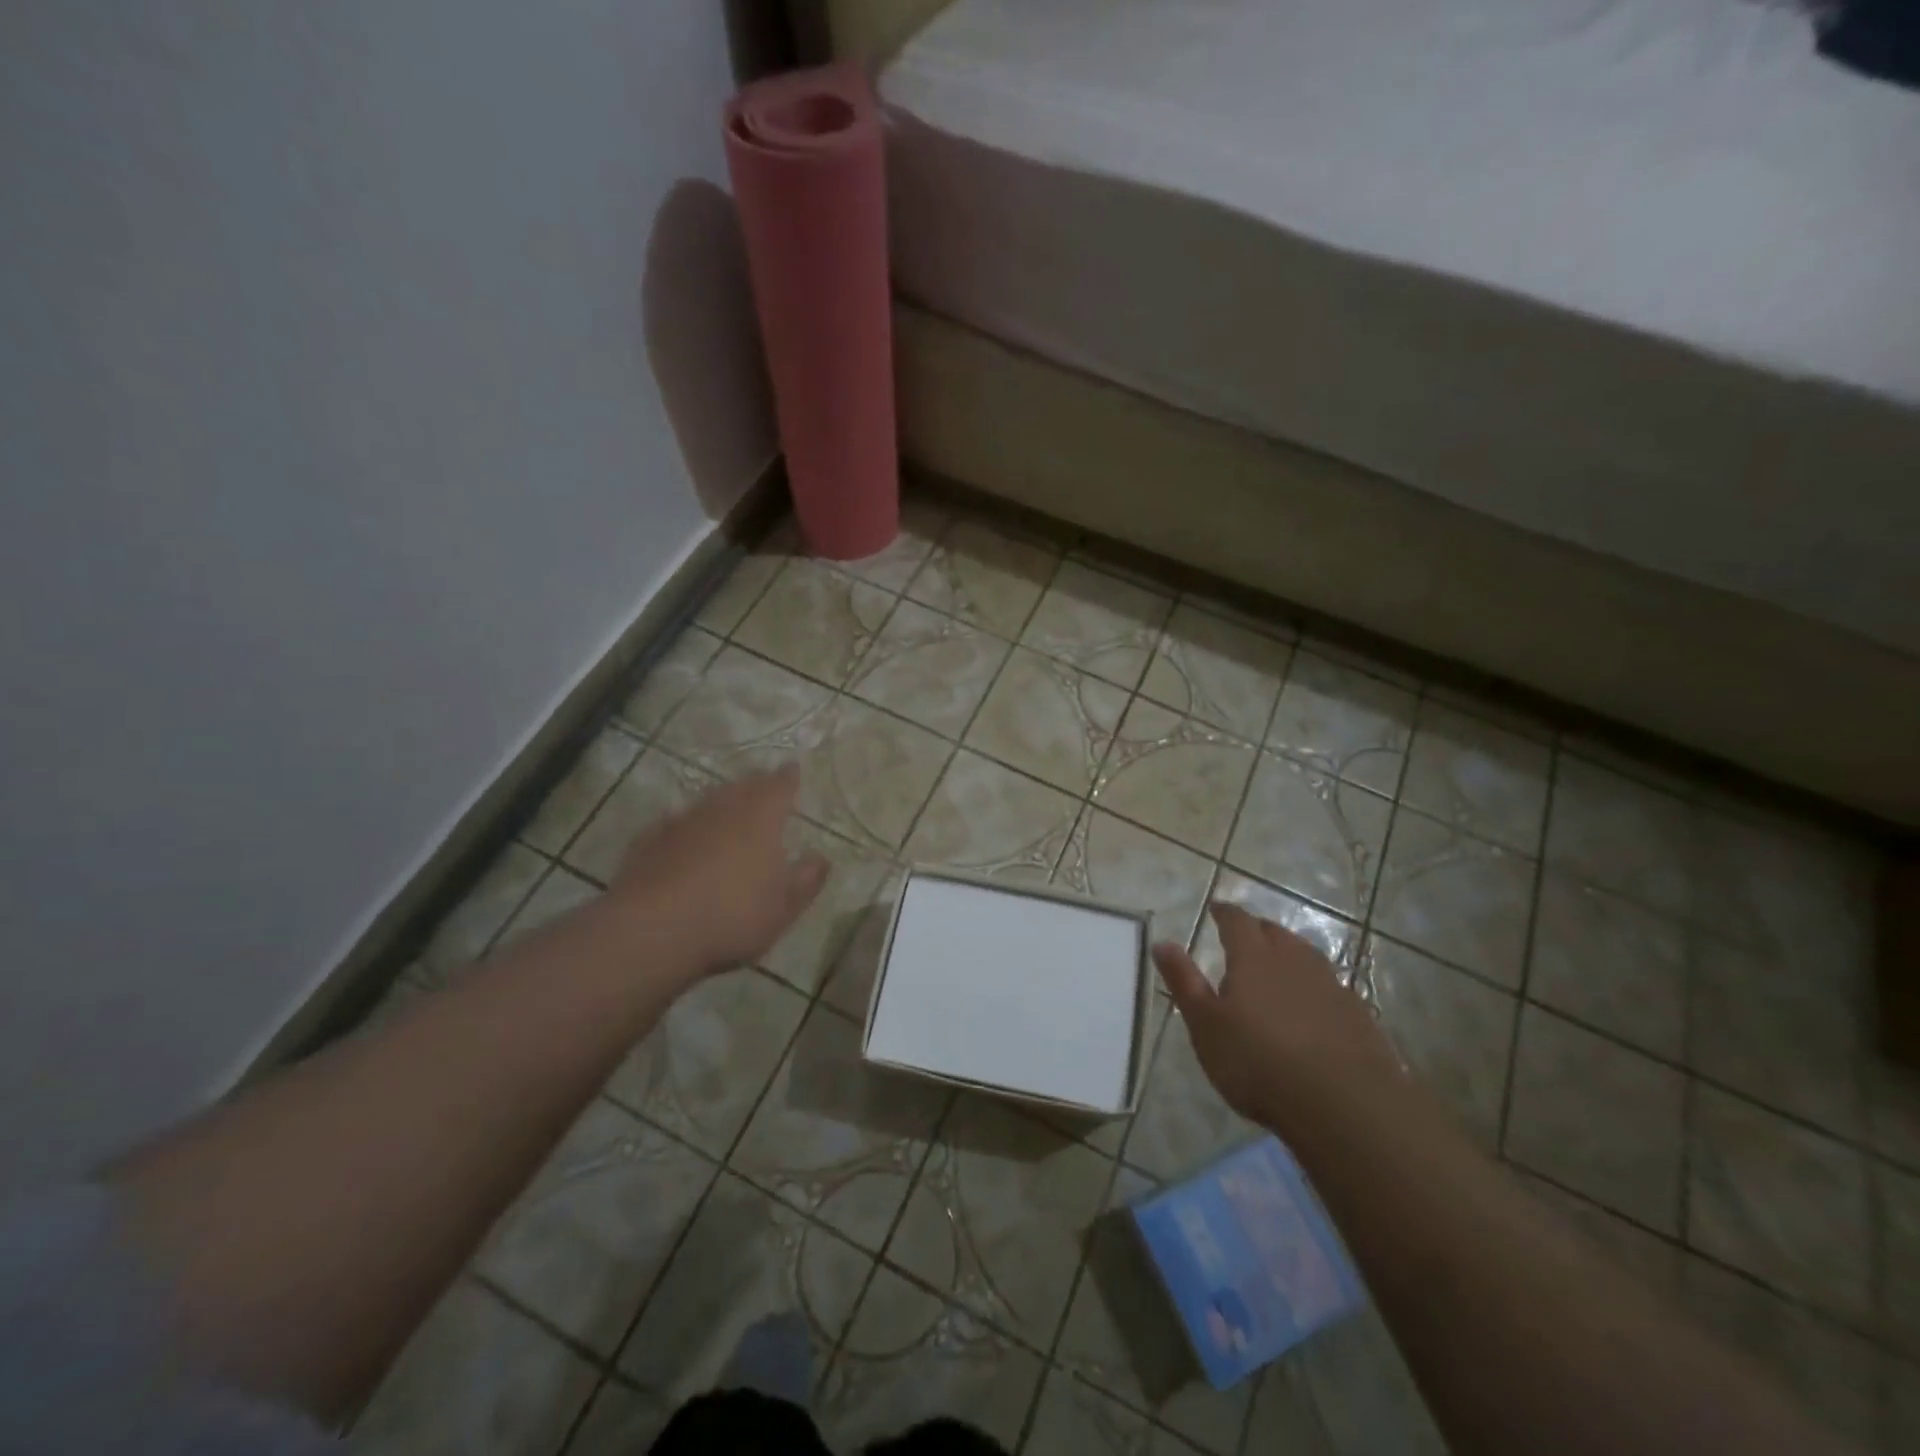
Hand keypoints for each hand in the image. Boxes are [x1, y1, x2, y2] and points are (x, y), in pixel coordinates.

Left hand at [610, 766, 828, 982]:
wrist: (653, 930)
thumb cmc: (733, 914)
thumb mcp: (785, 906)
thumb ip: (807, 879)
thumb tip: (822, 858)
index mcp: (761, 817)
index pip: (779, 786)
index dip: (787, 777)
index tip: (793, 768)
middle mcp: (722, 809)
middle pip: (742, 787)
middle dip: (755, 784)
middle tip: (763, 785)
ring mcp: (682, 821)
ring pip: (707, 801)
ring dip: (720, 801)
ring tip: (727, 807)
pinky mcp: (649, 840)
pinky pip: (673, 823)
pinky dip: (685, 824)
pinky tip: (682, 835)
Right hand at [1152, 902, 1400, 1133]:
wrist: (1345, 1105)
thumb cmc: (1259, 1062)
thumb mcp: (1206, 1025)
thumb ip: (1184, 982)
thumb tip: (1161, 942)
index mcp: (1254, 958)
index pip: (1237, 922)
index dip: (1225, 913)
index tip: (1216, 909)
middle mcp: (1294, 961)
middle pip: (1275, 933)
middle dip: (1257, 930)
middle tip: (1244, 937)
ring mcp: (1331, 986)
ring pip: (1306, 956)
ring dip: (1289, 954)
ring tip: (1277, 966)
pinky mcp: (1358, 1015)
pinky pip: (1329, 986)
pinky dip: (1314, 987)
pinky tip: (1312, 1007)